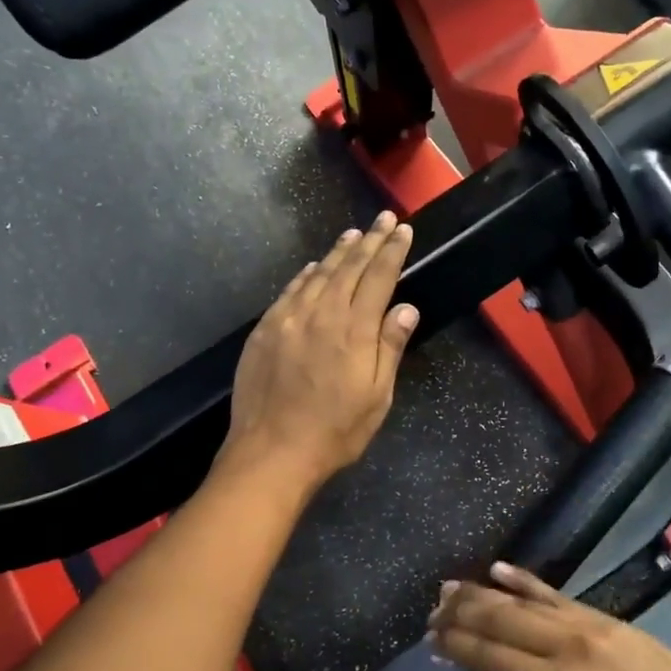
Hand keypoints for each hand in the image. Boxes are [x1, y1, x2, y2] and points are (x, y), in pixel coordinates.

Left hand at [220, 211, 418, 494]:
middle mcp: (321, 314)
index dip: (392, 252)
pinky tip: (312, 267)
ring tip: (353, 234)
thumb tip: (406, 308)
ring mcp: (288, 320)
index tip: (403, 230)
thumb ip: (389, 348)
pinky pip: (289, 292)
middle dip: (369, 241)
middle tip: (384, 219)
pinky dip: (305, 275)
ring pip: (317, 275)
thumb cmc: (334, 432)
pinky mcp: (264, 331)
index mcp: (354, 331)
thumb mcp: (376, 398)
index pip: (378, 278)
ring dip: (337, 252)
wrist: (271, 452)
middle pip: (349, 268)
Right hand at [429, 563, 670, 670]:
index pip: (493, 659)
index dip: (458, 647)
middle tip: (431, 610)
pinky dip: (526, 582)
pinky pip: (558, 596)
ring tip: (450, 587)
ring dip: (483, 593)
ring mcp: (591, 627)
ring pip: (525, 602)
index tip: (431, 639)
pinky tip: (501, 571)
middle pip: (503, 622)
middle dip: (462, 614)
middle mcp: (569, 648)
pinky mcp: (610, 619)